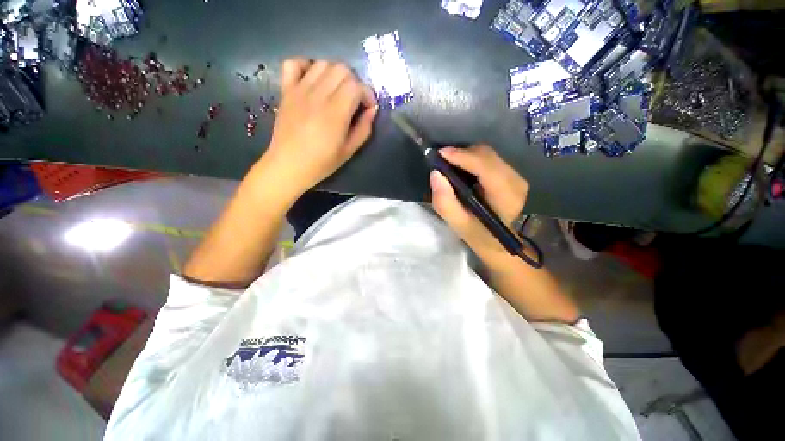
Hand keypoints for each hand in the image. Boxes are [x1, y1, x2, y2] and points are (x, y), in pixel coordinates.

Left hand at [261, 58, 377, 201]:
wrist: (289, 165)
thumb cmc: (322, 162)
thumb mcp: (349, 150)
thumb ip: (364, 129)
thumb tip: (372, 110)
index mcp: (336, 112)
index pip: (356, 85)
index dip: (367, 94)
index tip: (368, 108)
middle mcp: (318, 95)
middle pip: (341, 69)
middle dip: (354, 82)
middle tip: (354, 100)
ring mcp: (300, 90)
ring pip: (323, 63)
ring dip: (335, 74)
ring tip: (336, 92)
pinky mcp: (286, 90)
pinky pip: (294, 63)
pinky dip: (306, 66)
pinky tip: (313, 80)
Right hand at [430, 145, 528, 260]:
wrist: (498, 241)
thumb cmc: (478, 235)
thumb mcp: (458, 224)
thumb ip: (445, 202)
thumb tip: (436, 173)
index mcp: (506, 198)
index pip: (486, 168)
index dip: (463, 157)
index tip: (440, 154)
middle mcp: (516, 182)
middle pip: (487, 155)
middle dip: (462, 154)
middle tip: (441, 161)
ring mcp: (516, 176)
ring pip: (487, 154)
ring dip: (466, 156)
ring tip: (449, 165)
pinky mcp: (511, 174)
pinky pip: (489, 158)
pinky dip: (472, 159)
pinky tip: (462, 169)